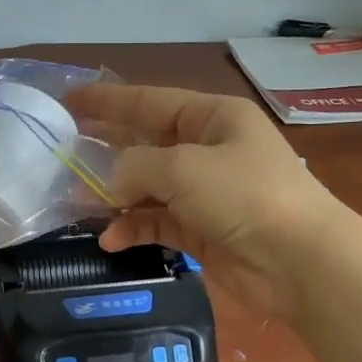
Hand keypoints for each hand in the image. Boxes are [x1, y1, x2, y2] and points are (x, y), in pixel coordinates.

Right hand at [68, 83, 353, 320]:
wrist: (299, 261)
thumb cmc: (244, 195)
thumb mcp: (184, 167)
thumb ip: (136, 166)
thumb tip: (112, 182)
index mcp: (214, 117)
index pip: (151, 102)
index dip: (108, 100)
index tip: (69, 100)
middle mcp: (209, 150)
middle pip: (148, 144)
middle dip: (108, 152)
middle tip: (63, 156)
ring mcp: (207, 193)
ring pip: (149, 188)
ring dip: (117, 198)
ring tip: (79, 206)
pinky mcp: (204, 231)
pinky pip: (159, 222)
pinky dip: (135, 229)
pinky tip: (111, 240)